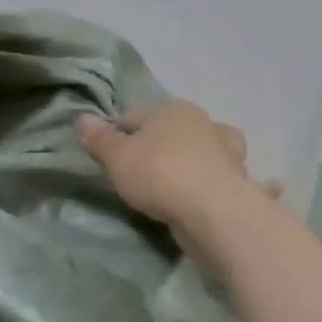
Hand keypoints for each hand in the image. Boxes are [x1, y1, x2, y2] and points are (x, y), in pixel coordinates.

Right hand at [76, 99, 257, 227]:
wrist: (216, 212)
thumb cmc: (159, 173)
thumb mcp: (117, 157)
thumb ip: (99, 139)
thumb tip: (81, 118)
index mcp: (170, 109)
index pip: (133, 116)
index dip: (115, 134)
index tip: (106, 156)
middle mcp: (202, 122)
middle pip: (170, 129)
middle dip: (156, 144)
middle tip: (138, 170)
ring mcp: (226, 151)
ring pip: (204, 148)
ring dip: (196, 157)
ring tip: (179, 178)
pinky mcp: (240, 180)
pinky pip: (223, 176)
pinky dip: (219, 180)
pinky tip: (211, 193)